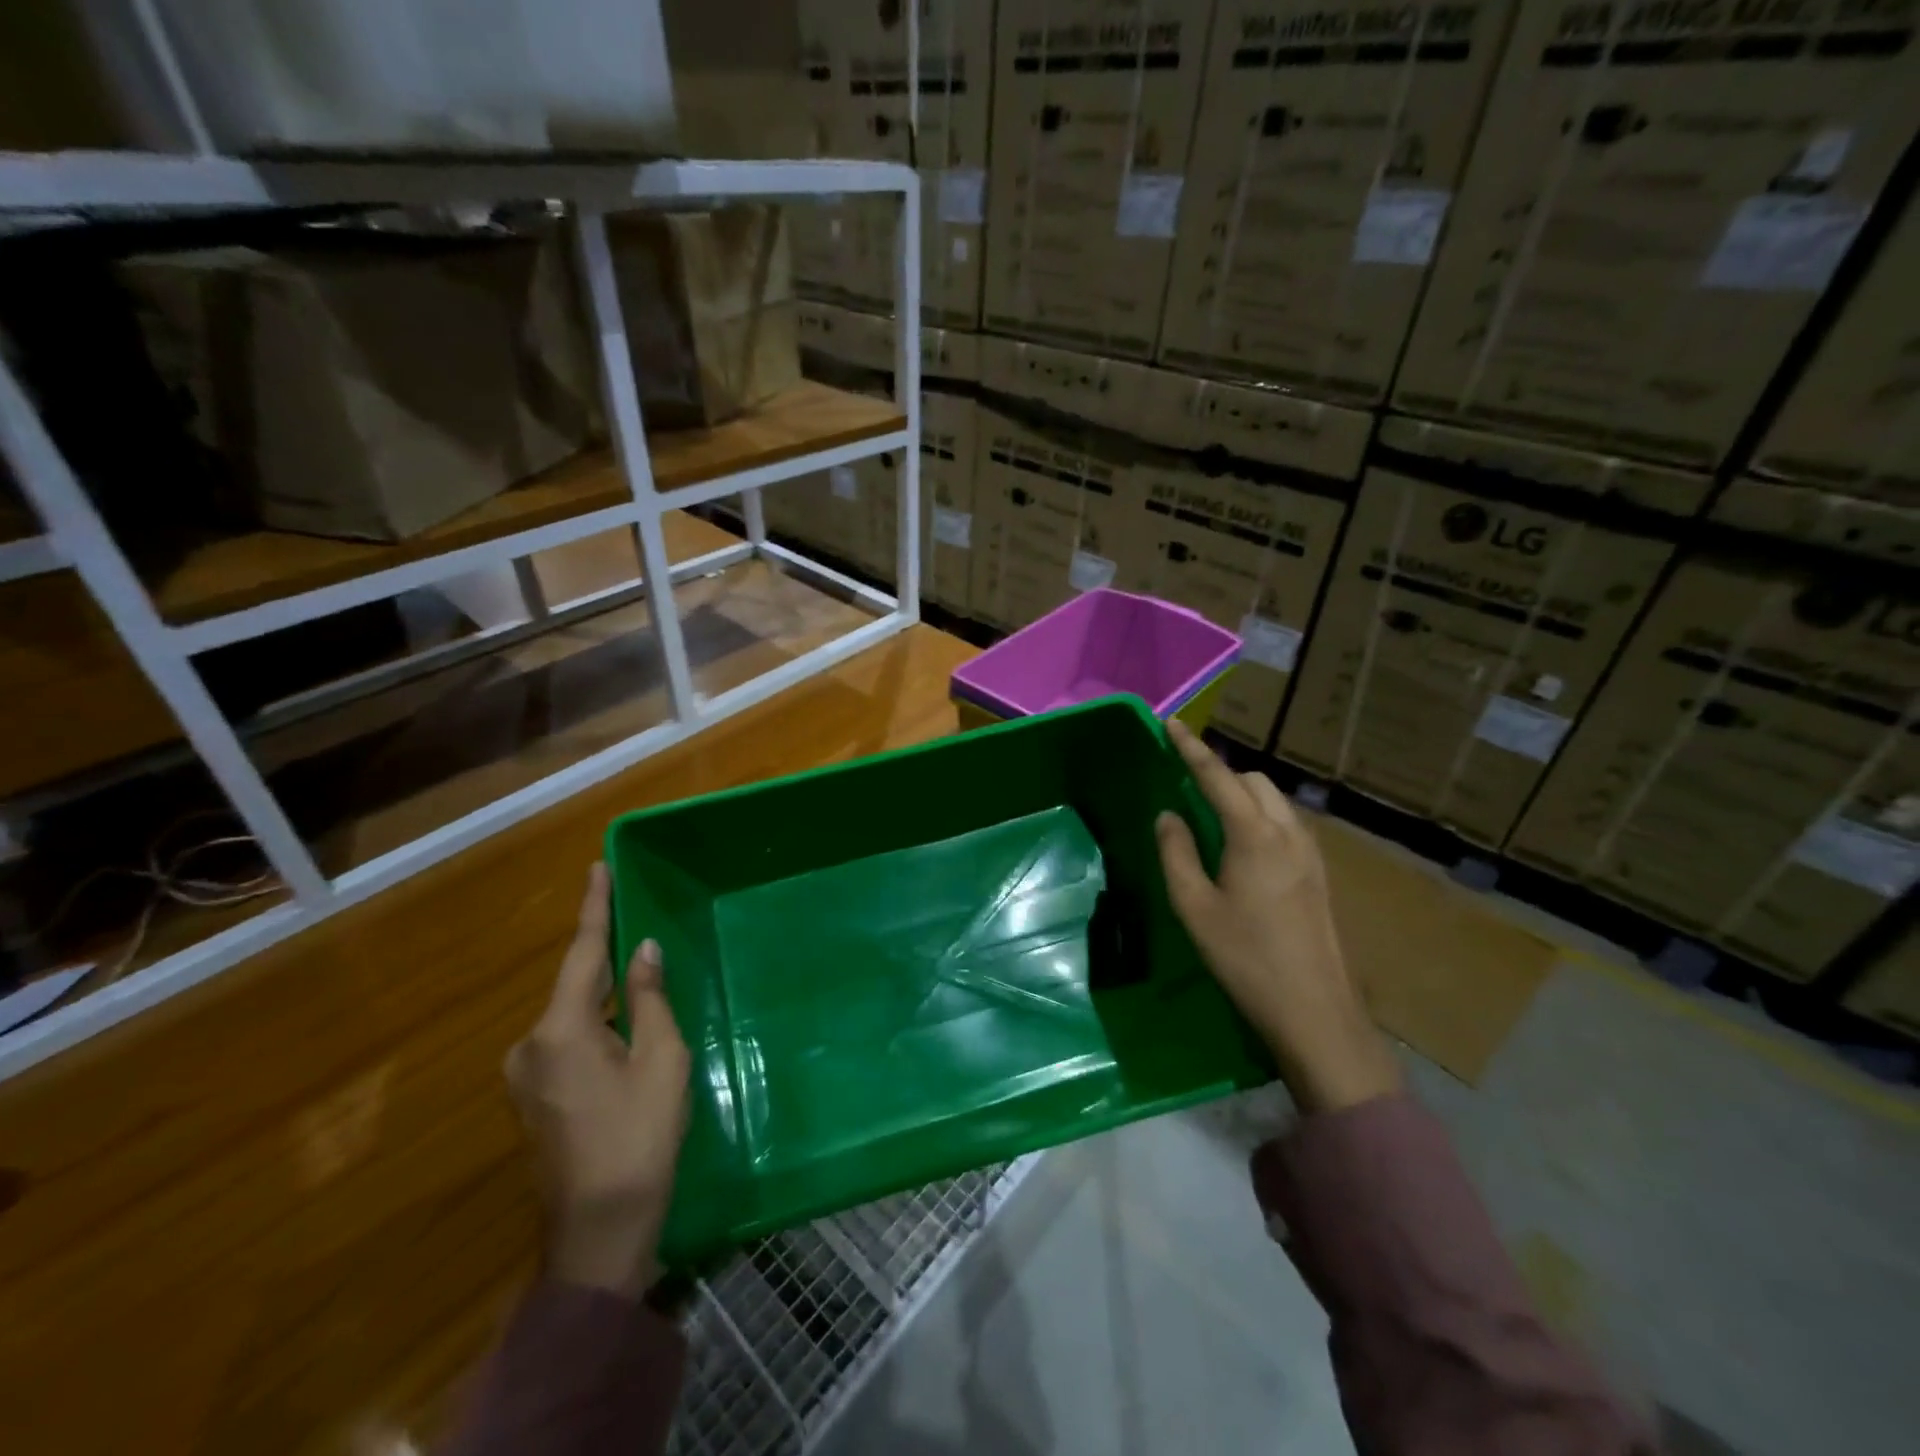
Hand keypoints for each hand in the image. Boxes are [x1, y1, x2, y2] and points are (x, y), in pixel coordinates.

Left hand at [506, 863, 690, 1294]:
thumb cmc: (641, 1136)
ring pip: (572, 1015)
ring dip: (605, 996)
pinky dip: (596, 1025)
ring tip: (642, 980)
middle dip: (607, 958)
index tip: (597, 867)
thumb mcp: (662, 1059)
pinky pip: (567, 1041)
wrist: (600, 1231)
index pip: (583, 953)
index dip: (594, 908)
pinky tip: (625, 1029)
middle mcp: (530, 1045)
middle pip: (575, 984)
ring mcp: (524, 1076)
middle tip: (640, 928)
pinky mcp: (532, 1098)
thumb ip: (650, 999)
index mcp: (561, 1030)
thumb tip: (643, 951)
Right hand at [1155, 719, 1400, 1114]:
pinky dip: (1260, 816)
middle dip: (1219, 773)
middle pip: (1252, 781)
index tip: (1171, 724)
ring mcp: (1310, 852)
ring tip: (1211, 815)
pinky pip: (1286, 823)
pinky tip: (1243, 847)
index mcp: (1254, 835)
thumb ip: (1176, 853)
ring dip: (1242, 794)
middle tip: (1186, 786)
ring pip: (1273, 801)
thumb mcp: (1194, 907)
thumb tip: (1168, 816)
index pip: (1217, 777)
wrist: (1314, 1009)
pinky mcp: (1319, 872)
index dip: (1191, 749)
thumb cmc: (1244, 957)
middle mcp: (1287, 832)